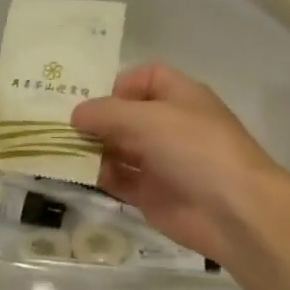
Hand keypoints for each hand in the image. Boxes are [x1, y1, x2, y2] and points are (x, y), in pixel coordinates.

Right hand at [71, 62, 289, 260]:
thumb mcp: (148, 119)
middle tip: (56, 124)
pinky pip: (117, 179)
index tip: (93, 100)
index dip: (119, 84)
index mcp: (179, 97)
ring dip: (90, 148)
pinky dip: (97, 176)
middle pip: (124, 114)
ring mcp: (159, 161)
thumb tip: (75, 114)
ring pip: (117, 148)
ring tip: (57, 149)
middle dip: (94, 118)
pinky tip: (74, 174)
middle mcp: (168, 125)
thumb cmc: (195, 150)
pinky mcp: (150, 193)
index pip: (145, 77)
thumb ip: (106, 113)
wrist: (233, 212)